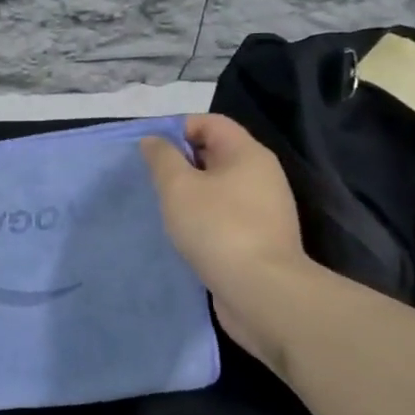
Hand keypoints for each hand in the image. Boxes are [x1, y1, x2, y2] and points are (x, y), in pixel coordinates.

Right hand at [141, 114, 315, 360]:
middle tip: (152, 181)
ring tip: (165, 209)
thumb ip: (162, 158)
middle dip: (182, 162)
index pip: (210, 122)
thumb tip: (154, 140)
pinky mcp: (261, 238)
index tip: (150, 152)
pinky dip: (204, 218)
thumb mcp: (178, 187)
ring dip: (191, 194)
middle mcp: (262, 175)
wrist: (261, 292)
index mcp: (247, 153)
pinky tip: (186, 234)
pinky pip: (226, 215)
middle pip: (216, 153)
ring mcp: (265, 209)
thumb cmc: (217, 228)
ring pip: (220, 187)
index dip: (177, 129)